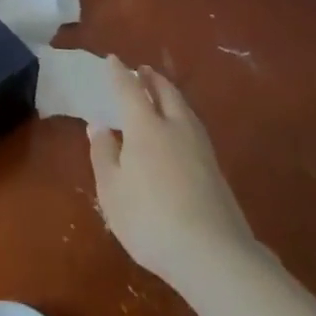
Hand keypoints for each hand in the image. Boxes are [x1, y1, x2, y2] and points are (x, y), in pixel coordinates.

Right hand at [89, 56, 256, 282]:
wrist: (214, 256)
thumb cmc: (150, 219)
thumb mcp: (112, 190)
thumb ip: (103, 155)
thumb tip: (98, 126)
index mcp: (145, 127)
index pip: (130, 90)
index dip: (120, 74)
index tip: (113, 60)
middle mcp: (175, 128)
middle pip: (165, 93)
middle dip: (152, 79)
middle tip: (143, 70)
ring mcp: (200, 149)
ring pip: (185, 109)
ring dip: (171, 95)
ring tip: (162, 94)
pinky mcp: (217, 171)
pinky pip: (194, 128)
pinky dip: (183, 117)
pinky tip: (180, 131)